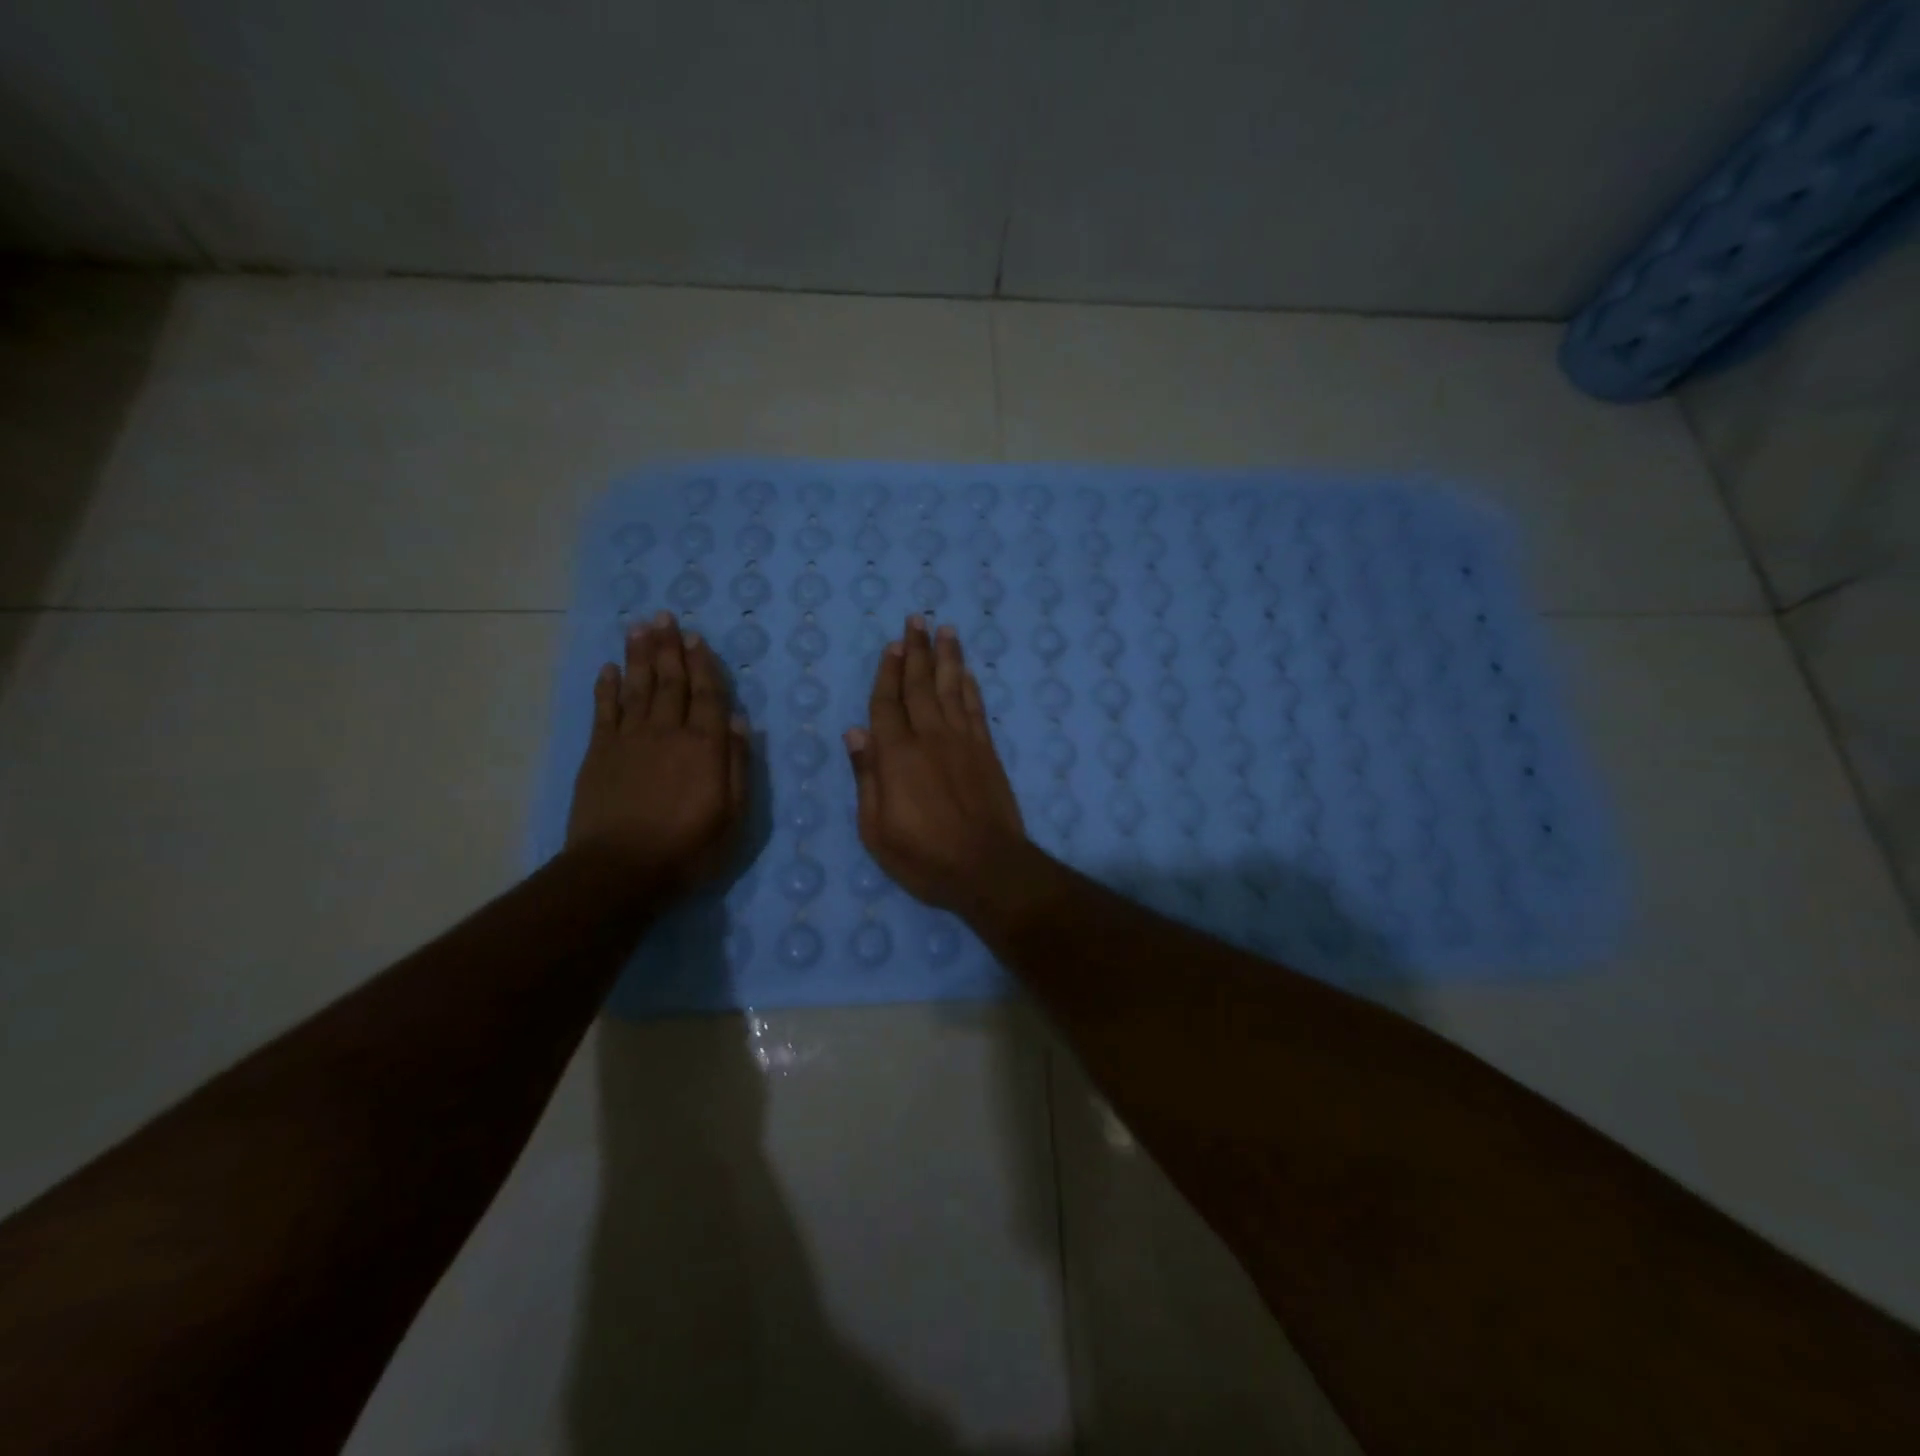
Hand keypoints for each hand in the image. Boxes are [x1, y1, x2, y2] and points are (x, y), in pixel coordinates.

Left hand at [566, 611, 748, 897]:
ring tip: (640, 627)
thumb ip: (737, 766)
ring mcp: (629, 740)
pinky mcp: (599, 754)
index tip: (696, 637)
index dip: (704, 664)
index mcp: (704, 747)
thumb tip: (740, 721)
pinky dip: (606, 688)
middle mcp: (668, 732)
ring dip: (639, 655)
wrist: (619, 871)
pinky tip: (608, 668)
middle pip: (670, 682)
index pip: (708, 695)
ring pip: (637, 687)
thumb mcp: (733, 816)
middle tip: (665, 616)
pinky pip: (604, 711)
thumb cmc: (688, 849)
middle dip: (668, 647)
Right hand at [844, 616, 1030, 916]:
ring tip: (945, 630)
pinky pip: (976, 708)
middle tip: (917, 619)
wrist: (988, 868)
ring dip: (947, 657)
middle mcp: (930, 737)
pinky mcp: (987, 751)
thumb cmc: (924, 857)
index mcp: (897, 755)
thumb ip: (866, 777)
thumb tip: (855, 732)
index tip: (891, 644)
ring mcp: (963, 741)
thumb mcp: (876, 830)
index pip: (887, 704)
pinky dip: (970, 687)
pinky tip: (967, 671)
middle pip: (920, 685)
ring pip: (952, 688)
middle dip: (916, 651)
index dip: (887, 672)